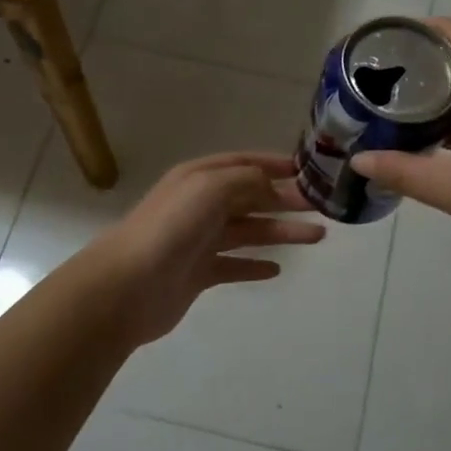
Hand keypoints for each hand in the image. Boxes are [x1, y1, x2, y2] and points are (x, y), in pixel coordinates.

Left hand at [85, 152, 325, 348]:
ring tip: (316, 236)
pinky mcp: (198, 274)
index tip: (306, 170)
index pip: (242, 164)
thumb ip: (247, 181)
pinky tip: (277, 269)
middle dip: (285, 200)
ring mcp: (198, 241)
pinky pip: (234, 266)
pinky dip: (255, 266)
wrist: (129, 286)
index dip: (273, 164)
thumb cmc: (172, 227)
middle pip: (250, 198)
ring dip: (281, 232)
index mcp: (199, 178)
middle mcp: (199, 206)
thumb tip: (272, 186)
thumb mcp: (211, 187)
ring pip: (248, 232)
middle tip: (321, 207)